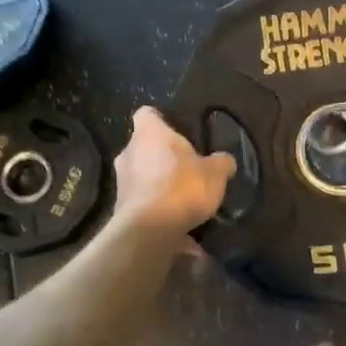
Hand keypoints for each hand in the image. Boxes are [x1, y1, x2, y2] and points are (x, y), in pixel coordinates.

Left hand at [113, 106, 235, 238]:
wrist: (150, 231)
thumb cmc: (182, 188)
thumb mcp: (216, 173)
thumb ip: (221, 162)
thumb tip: (224, 161)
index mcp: (150, 134)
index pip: (147, 114)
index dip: (162, 120)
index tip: (177, 131)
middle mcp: (129, 153)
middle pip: (145, 148)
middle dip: (163, 157)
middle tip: (186, 169)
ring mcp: (121, 182)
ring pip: (143, 177)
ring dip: (159, 186)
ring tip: (184, 201)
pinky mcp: (121, 209)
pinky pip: (144, 204)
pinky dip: (158, 211)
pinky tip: (179, 226)